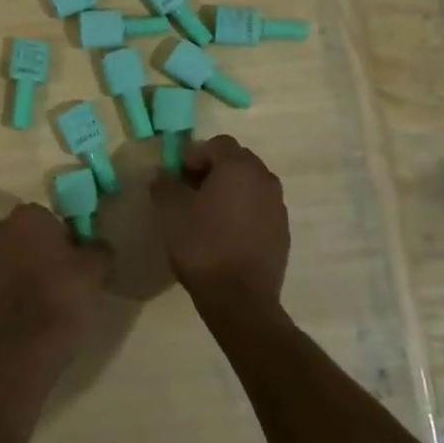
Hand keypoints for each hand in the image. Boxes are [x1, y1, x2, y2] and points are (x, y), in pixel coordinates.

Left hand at [0, 203, 108, 359]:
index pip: (49, 216)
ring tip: (53, 288)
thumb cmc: (65, 292)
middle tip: (66, 269)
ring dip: (30, 264)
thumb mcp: (96, 266)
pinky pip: (7, 275)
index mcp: (27, 215)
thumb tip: (98, 245)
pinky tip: (38, 302)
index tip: (77, 254)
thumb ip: (99, 247)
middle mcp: (1, 229)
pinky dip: (20, 283)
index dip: (65, 234)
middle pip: (29, 233)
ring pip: (16, 253)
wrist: (32, 341)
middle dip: (43, 245)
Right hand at [151, 135, 288, 319]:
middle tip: (191, 193)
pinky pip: (260, 209)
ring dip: (229, 191)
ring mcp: (278, 206)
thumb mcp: (171, 212)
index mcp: (239, 167)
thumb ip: (164, 185)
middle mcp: (265, 179)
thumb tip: (161, 173)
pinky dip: (243, 212)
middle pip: (237, 161)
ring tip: (208, 215)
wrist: (240, 298)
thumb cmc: (202, 246)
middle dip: (213, 170)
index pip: (217, 144)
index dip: (194, 155)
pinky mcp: (282, 231)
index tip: (179, 177)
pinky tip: (226, 235)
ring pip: (250, 185)